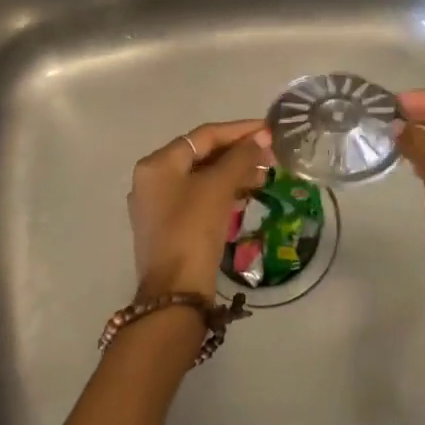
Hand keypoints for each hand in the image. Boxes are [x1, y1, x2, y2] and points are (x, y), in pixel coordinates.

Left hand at [127, 120, 272, 296]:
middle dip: (238, 153)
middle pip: (202, 155)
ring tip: (265, 174)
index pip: (204, 136)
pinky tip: (247, 195)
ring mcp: (159, 206)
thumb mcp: (218, 188)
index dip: (239, 130)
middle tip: (271, 155)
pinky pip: (199, 198)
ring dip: (233, 173)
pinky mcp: (169, 228)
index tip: (269, 130)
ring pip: (202, 177)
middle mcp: (152, 180)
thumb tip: (261, 138)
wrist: (175, 294)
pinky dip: (223, 192)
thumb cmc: (192, 231)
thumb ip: (240, 158)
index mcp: (157, 164)